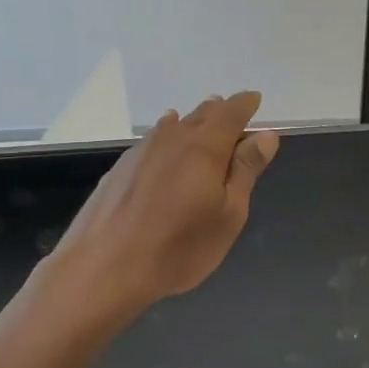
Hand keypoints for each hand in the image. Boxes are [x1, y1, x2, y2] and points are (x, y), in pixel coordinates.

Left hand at [49, 91, 279, 312]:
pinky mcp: (120, 169)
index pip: (231, 113)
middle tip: (233, 113)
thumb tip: (265, 135)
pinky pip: (152, 141)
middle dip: (220, 111)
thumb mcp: (228, 214)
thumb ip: (245, 170)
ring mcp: (141, 151)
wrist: (103, 268)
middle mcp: (172, 139)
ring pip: (174, 126)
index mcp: (204, 147)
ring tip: (202, 120)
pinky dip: (167, 136)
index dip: (245, 104)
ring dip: (193, 121)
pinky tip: (164, 144)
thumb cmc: (179, 247)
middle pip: (201, 115)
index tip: (255, 99)